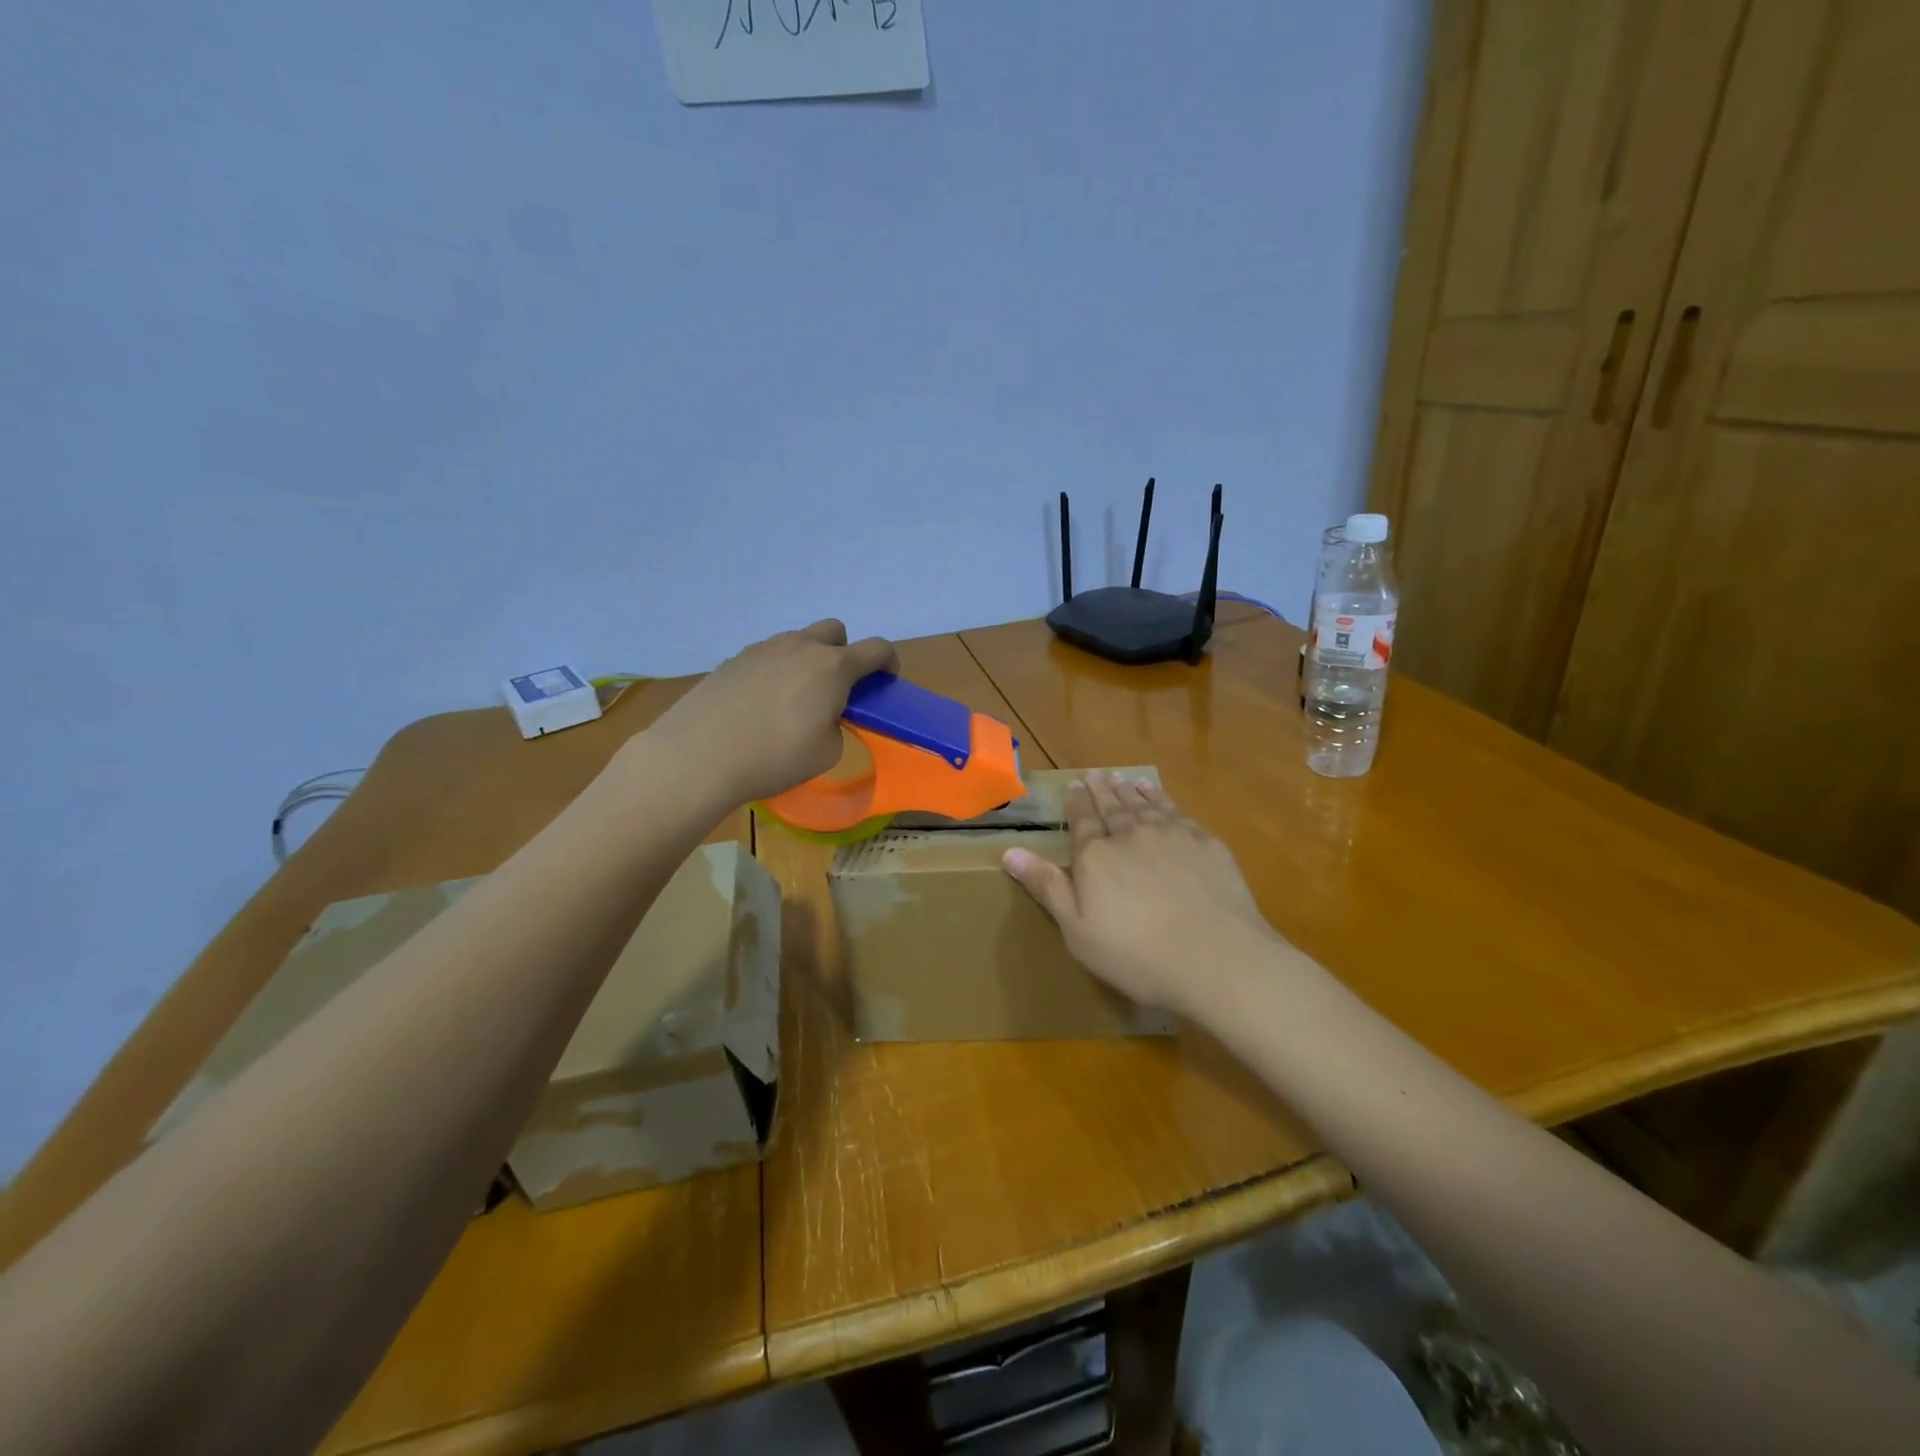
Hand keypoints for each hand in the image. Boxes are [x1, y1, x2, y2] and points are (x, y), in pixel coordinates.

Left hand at [644, 620, 896, 807]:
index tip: (886, 682)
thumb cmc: (774, 757)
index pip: (876, 648)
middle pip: (835, 631)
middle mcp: (800, 647)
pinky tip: (761, 704)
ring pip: (798, 640)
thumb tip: (824, 715)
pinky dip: (776, 671)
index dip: (889, 663)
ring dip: (808, 660)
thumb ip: (837, 725)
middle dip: (845, 653)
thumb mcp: (827, 752)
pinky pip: (768, 655)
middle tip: (837, 689)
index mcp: (833, 667)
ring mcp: (763, 649)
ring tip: (795, 699)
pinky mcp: (733, 660)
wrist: (699, 755)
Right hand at [1002, 770, 1283, 1020]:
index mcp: (1096, 857)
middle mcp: (1131, 836)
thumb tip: (1009, 851)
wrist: (1218, 958)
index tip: (1073, 786)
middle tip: (1095, 774)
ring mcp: (1172, 836)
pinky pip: (1178, 812)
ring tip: (1123, 778)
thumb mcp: (1078, 931)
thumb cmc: (1138, 956)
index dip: (1076, 803)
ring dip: (1131, 791)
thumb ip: (1047, 887)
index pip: (1081, 821)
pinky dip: (1164, 799)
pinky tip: (1161, 796)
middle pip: (1112, 807)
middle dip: (1101, 790)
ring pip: (1145, 804)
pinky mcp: (1206, 844)